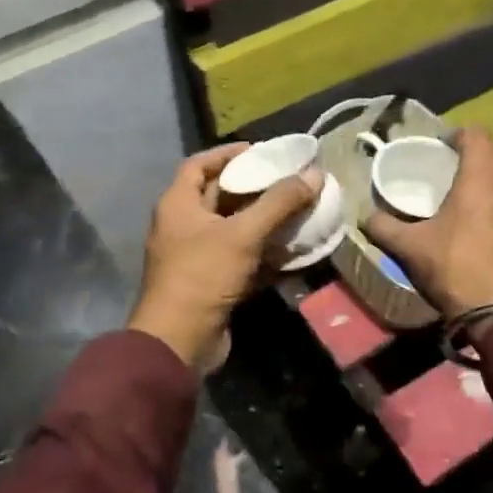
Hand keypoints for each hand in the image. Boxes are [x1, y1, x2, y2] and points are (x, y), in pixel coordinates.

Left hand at [128, 145, 318, 370]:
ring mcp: (195, 256)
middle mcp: (182, 226)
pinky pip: (239, 257)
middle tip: (287, 178)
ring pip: (232, 228)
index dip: (227, 154)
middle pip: (218, 196)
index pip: (198, 165)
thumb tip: (314, 174)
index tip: (260, 150)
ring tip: (296, 208)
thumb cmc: (203, 275)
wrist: (180, 342)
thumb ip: (279, 202)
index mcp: (178, 205)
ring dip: (262, 220)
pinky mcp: (210, 283)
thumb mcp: (243, 233)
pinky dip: (263, 252)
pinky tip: (291, 248)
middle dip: (252, 187)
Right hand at [363, 128, 492, 319]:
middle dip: (474, 151)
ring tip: (464, 191)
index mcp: (481, 177)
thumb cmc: (455, 268)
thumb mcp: (410, 248)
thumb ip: (383, 227)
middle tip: (449, 166)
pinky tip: (483, 221)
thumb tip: (364, 217)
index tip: (438, 145)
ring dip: (489, 175)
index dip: (456, 134)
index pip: (476, 134)